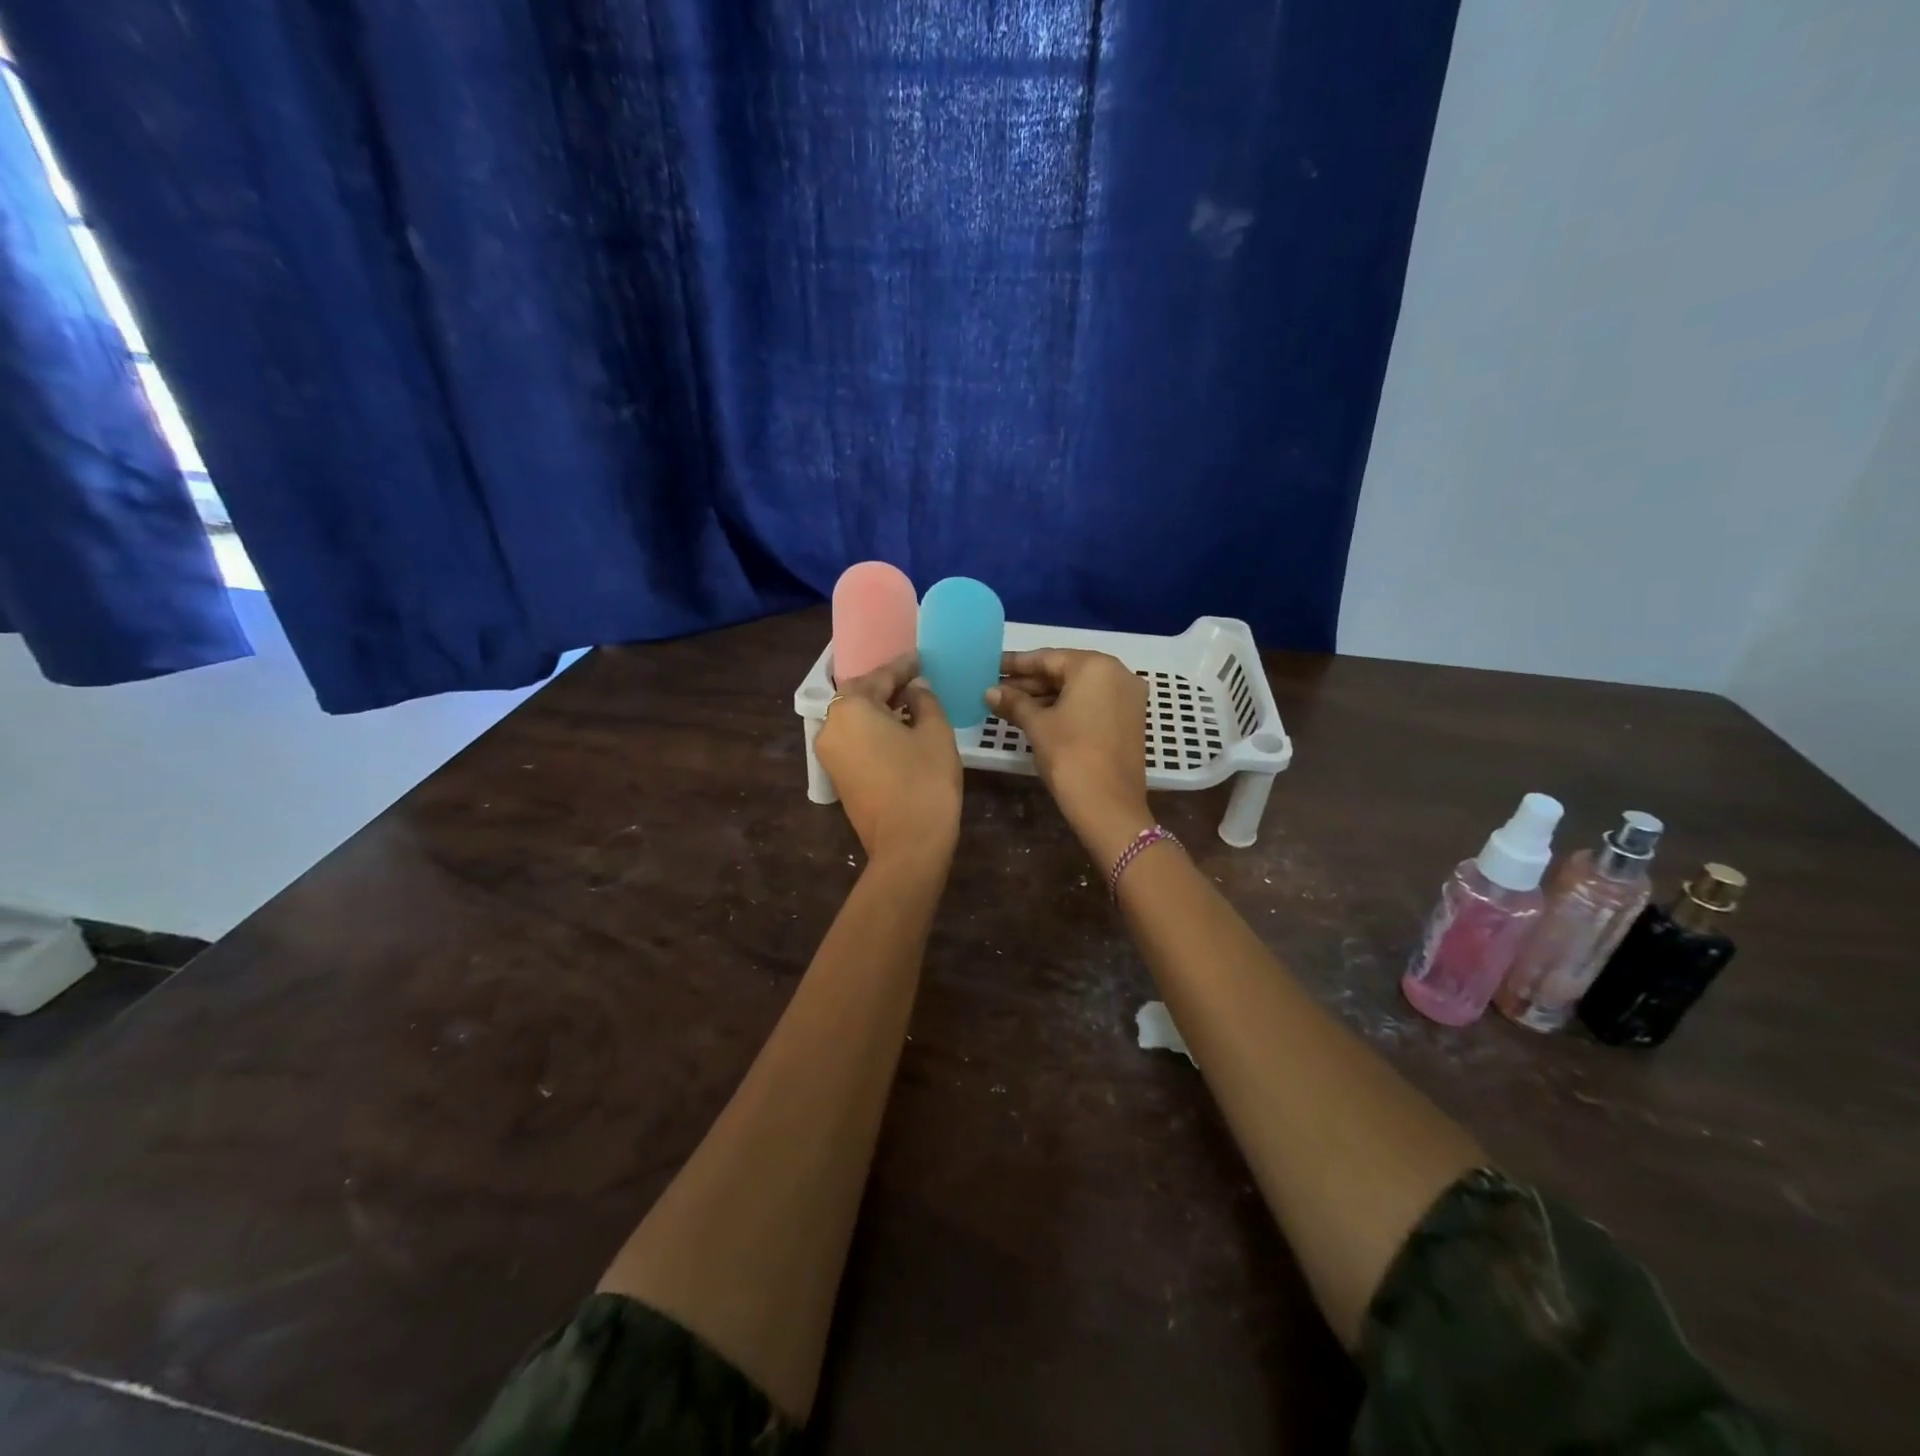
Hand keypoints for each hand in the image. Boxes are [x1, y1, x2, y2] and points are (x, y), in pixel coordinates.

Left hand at [816, 654, 962, 869]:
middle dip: (887, 687)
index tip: (921, 659)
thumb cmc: (925, 781)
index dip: (904, 667)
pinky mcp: (837, 776)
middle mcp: (831, 726)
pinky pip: (854, 740)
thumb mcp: (935, 733)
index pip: (880, 677)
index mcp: (852, 708)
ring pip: (855, 719)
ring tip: (911, 704)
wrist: (908, 845)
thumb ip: (925, 701)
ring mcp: (830, 753)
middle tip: (916, 680)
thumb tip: (915, 688)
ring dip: (880, 710)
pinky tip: (899, 730)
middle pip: (860, 696)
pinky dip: (873, 731)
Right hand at [987, 649, 1152, 864]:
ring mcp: (1128, 698)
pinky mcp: (1129, 720)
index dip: (1016, 664)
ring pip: (1078, 689)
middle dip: (1030, 682)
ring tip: (1009, 705)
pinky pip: (1091, 704)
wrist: (1109, 806)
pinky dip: (1065, 708)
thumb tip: (989, 691)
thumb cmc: (1070, 756)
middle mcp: (1118, 674)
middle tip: (997, 689)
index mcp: (1096, 667)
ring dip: (1045, 696)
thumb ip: (1013, 702)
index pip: (1048, 658)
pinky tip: (1036, 716)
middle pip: (1065, 672)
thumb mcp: (1037, 726)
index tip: (991, 667)